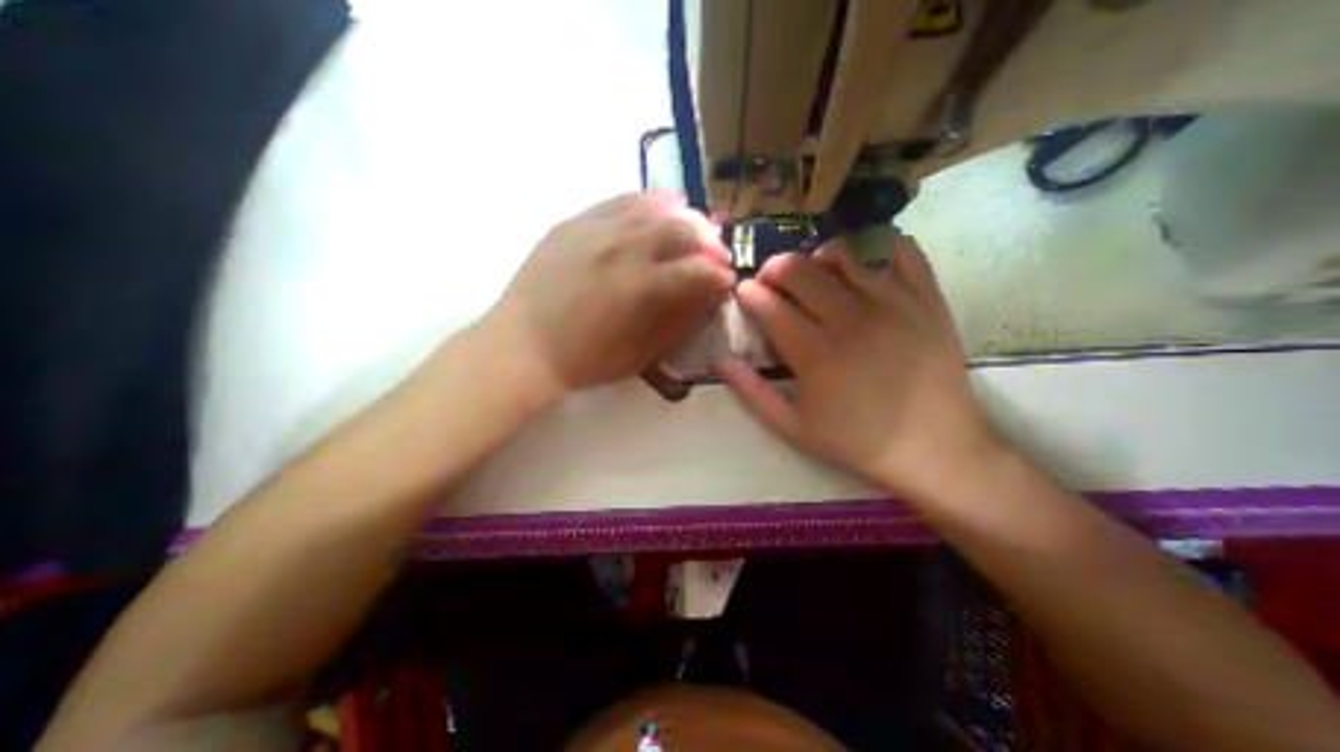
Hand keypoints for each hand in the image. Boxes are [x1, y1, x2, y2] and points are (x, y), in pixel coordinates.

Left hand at [487, 193, 730, 400]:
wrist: (522, 347)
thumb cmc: (585, 360)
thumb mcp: (640, 353)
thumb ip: (678, 320)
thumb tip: (708, 294)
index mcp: (639, 287)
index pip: (696, 270)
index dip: (719, 275)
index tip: (727, 281)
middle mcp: (621, 248)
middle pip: (681, 229)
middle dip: (708, 241)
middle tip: (716, 254)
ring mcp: (594, 229)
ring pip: (653, 207)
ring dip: (684, 217)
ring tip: (696, 228)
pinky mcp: (574, 221)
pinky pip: (620, 200)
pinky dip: (649, 201)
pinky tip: (663, 206)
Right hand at [716, 232, 999, 494]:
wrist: (936, 448)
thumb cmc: (857, 441)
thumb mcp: (793, 426)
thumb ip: (751, 391)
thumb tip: (719, 359)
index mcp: (814, 351)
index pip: (769, 303)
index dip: (750, 293)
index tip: (745, 293)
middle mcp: (850, 318)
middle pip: (799, 269)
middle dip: (775, 268)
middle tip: (773, 282)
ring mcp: (892, 302)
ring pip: (842, 254)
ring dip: (818, 259)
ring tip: (817, 278)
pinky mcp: (926, 298)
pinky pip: (901, 251)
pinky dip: (879, 252)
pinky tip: (867, 273)